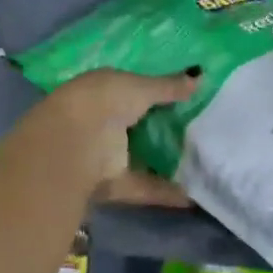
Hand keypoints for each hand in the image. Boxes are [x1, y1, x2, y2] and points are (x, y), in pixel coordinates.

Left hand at [20, 67, 199, 207]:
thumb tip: (200, 76)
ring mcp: (105, 153)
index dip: (154, 91)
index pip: (131, 88)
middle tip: (199, 127)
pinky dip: (165, 192)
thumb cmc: (104, 102)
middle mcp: (102, 120)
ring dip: (163, 160)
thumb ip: (169, 86)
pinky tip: (192, 196)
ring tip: (199, 161)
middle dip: (161, 127)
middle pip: (136, 123)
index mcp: (103, 90)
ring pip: (138, 156)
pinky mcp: (111, 183)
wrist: (72, 146)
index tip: (183, 95)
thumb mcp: (140, 88)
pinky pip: (143, 186)